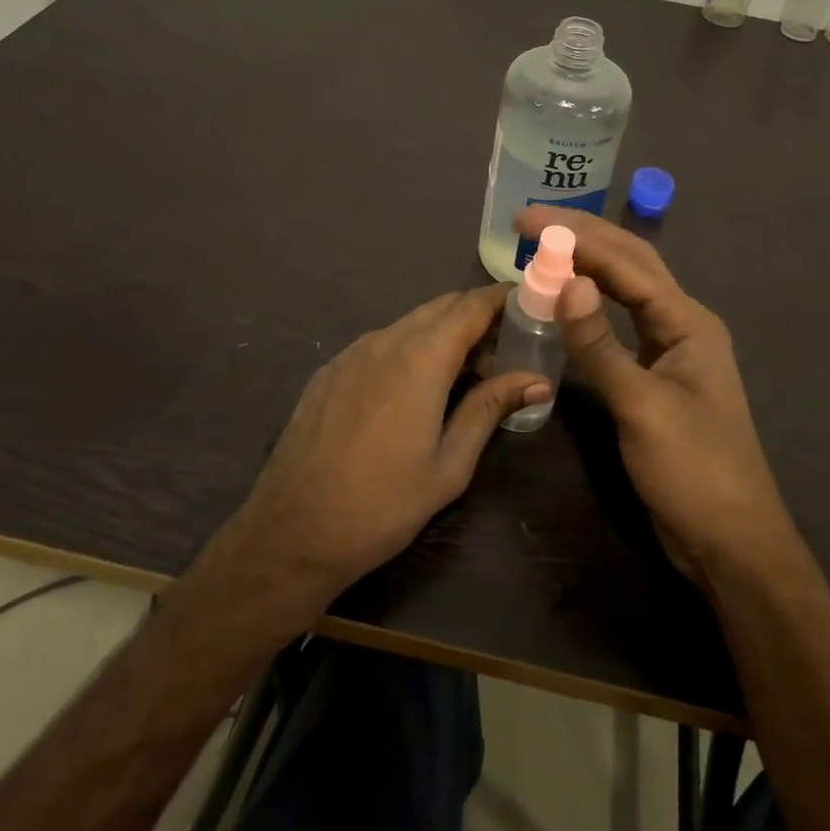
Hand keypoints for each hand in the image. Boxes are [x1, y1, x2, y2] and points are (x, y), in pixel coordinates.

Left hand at [217, 286, 549, 613]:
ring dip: (443, 334)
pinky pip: (380, 343)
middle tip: (506, 347)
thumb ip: (490, 408)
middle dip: (477, 316)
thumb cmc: (383, 504)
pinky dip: (410, 349)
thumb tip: (538, 380)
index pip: (471, 306)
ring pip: (410, 324)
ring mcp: (351, 353)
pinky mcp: (330, 371)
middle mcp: (385, 340)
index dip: (503, 299)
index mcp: (421, 358)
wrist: (292, 531)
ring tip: (466, 373)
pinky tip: (414, 389)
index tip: (530, 304)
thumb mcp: (449, 463)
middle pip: (442, 307)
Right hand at [514, 207, 795, 584]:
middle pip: (630, 265)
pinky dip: (590, 305)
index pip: (626, 263)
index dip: (577, 236)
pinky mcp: (655, 375)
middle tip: (530, 222)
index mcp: (688, 322)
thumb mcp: (641, 406)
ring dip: (587, 265)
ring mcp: (670, 350)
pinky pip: (619, 324)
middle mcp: (682, 324)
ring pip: (625, 291)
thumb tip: (568, 282)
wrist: (729, 541)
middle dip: (583, 237)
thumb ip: (600, 344)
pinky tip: (567, 300)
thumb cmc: (693, 471)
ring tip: (544, 248)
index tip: (529, 220)